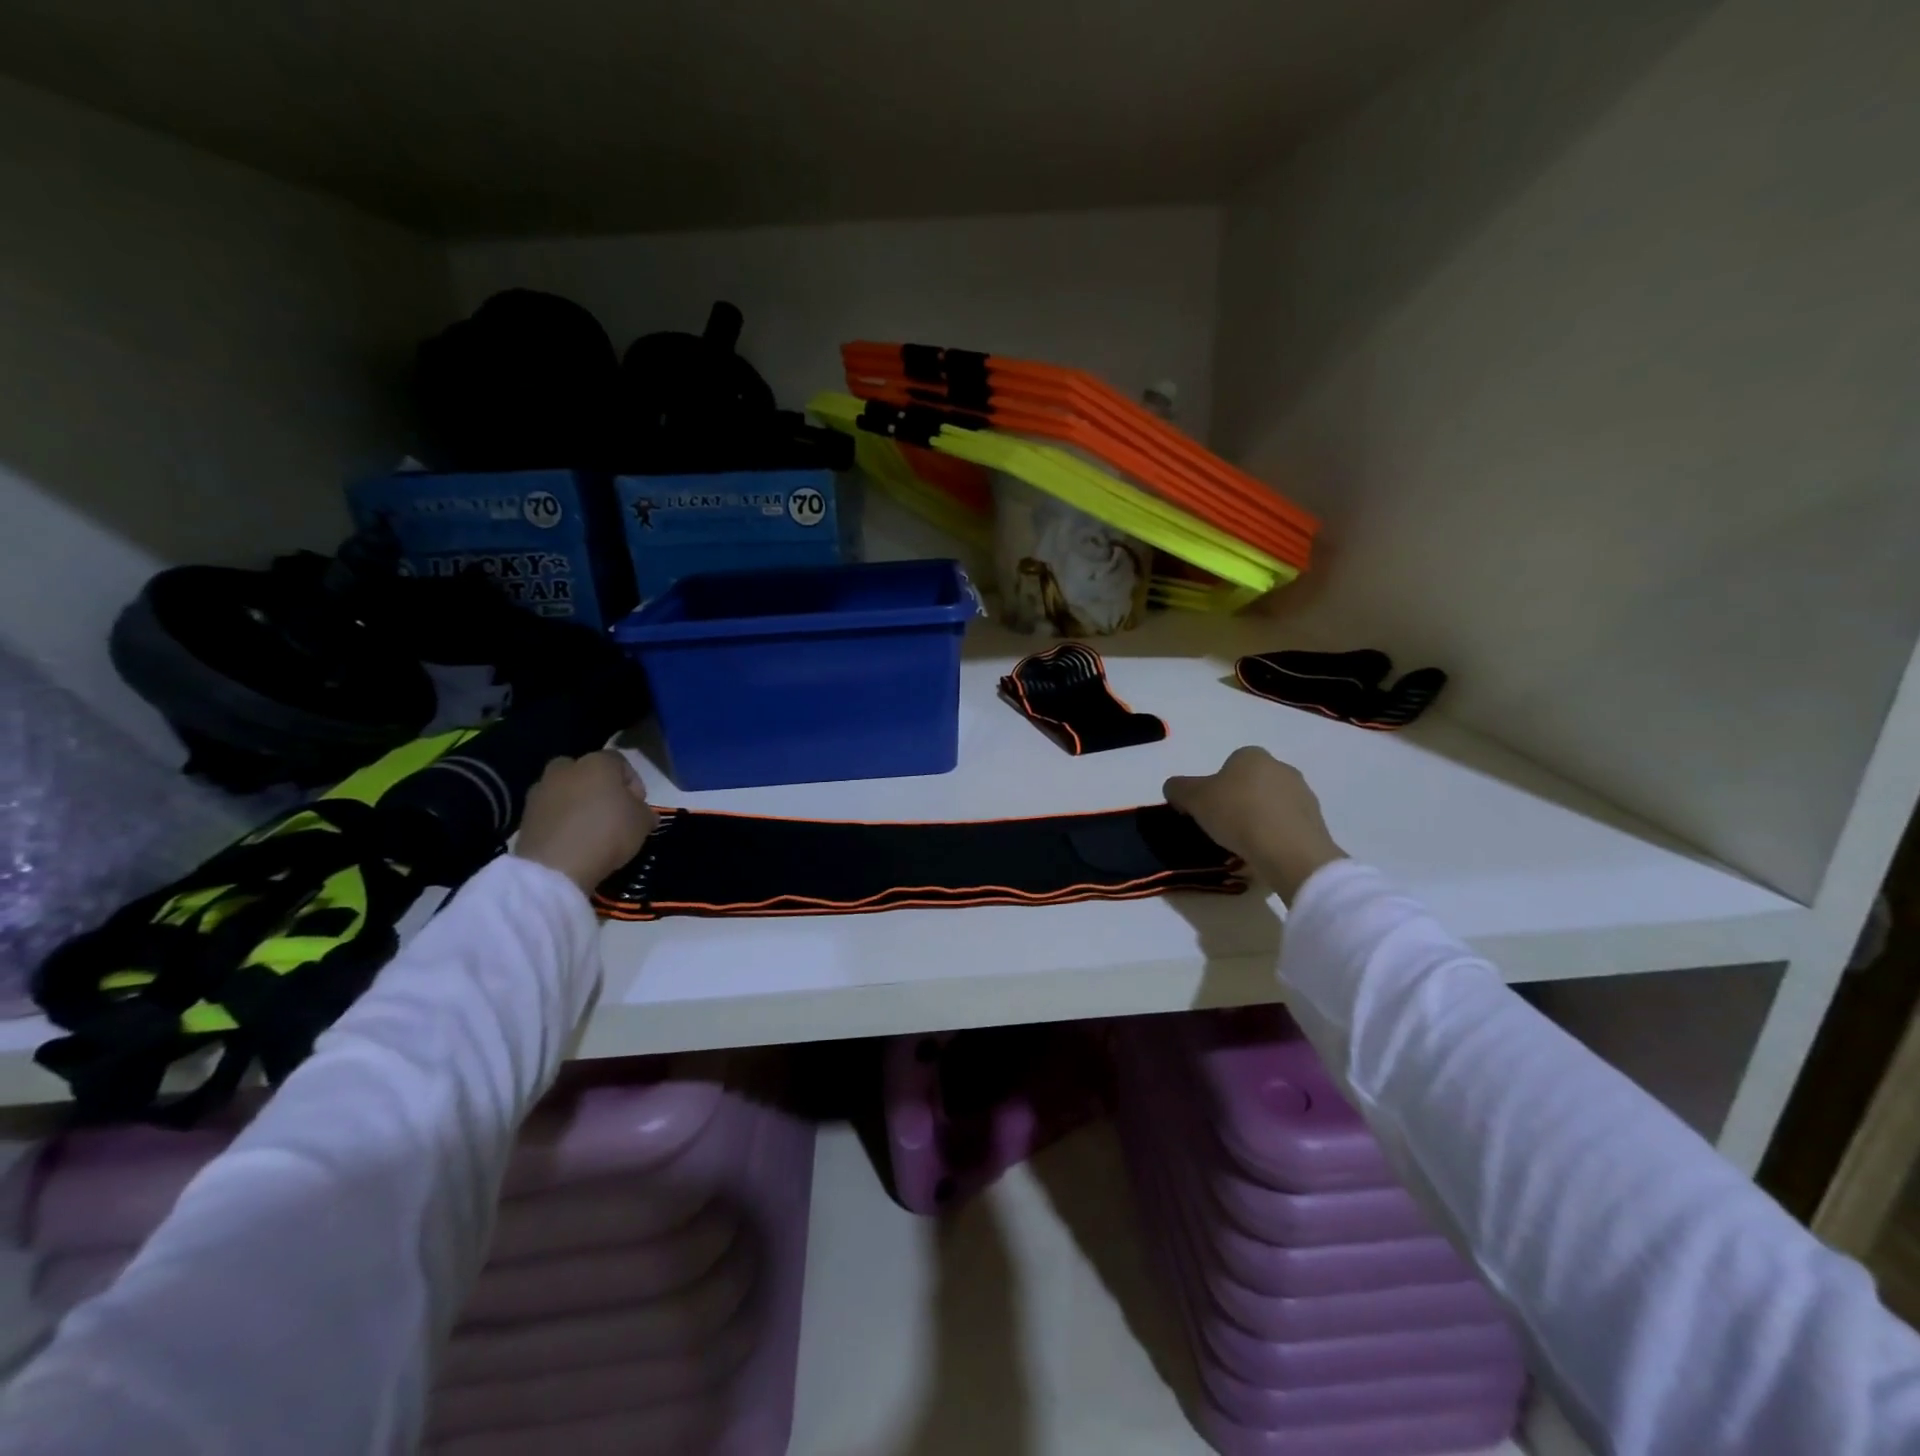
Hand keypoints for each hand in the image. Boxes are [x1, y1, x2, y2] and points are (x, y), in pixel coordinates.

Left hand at [514, 751, 658, 893]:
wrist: (556, 867)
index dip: (633, 783)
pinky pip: (550, 812)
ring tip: (589, 829)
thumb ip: (645, 812)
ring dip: (577, 803)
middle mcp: (566, 769)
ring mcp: (541, 791)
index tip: (638, 806)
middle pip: (587, 772)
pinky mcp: (524, 815)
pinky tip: (572, 840)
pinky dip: (560, 821)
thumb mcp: (643, 822)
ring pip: (565, 791)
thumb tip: (642, 814)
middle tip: (611, 812)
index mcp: (597, 763)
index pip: (620, 762)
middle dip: (599, 788)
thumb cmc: (608, 833)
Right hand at [1164, 747, 1345, 901]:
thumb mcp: (1193, 798)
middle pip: (1249, 785)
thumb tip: (1176, 790)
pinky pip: (1286, 826)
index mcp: (1251, 755)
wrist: (1290, 851)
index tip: (1203, 812)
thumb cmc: (1237, 814)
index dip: (1211, 789)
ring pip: (1269, 805)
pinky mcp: (1316, 821)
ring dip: (1257, 820)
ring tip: (1243, 846)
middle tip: (1221, 828)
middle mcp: (1280, 767)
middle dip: (1236, 802)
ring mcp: (1303, 794)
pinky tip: (1264, 853)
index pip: (1226, 766)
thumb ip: (1178, 788)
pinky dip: (1274, 836)